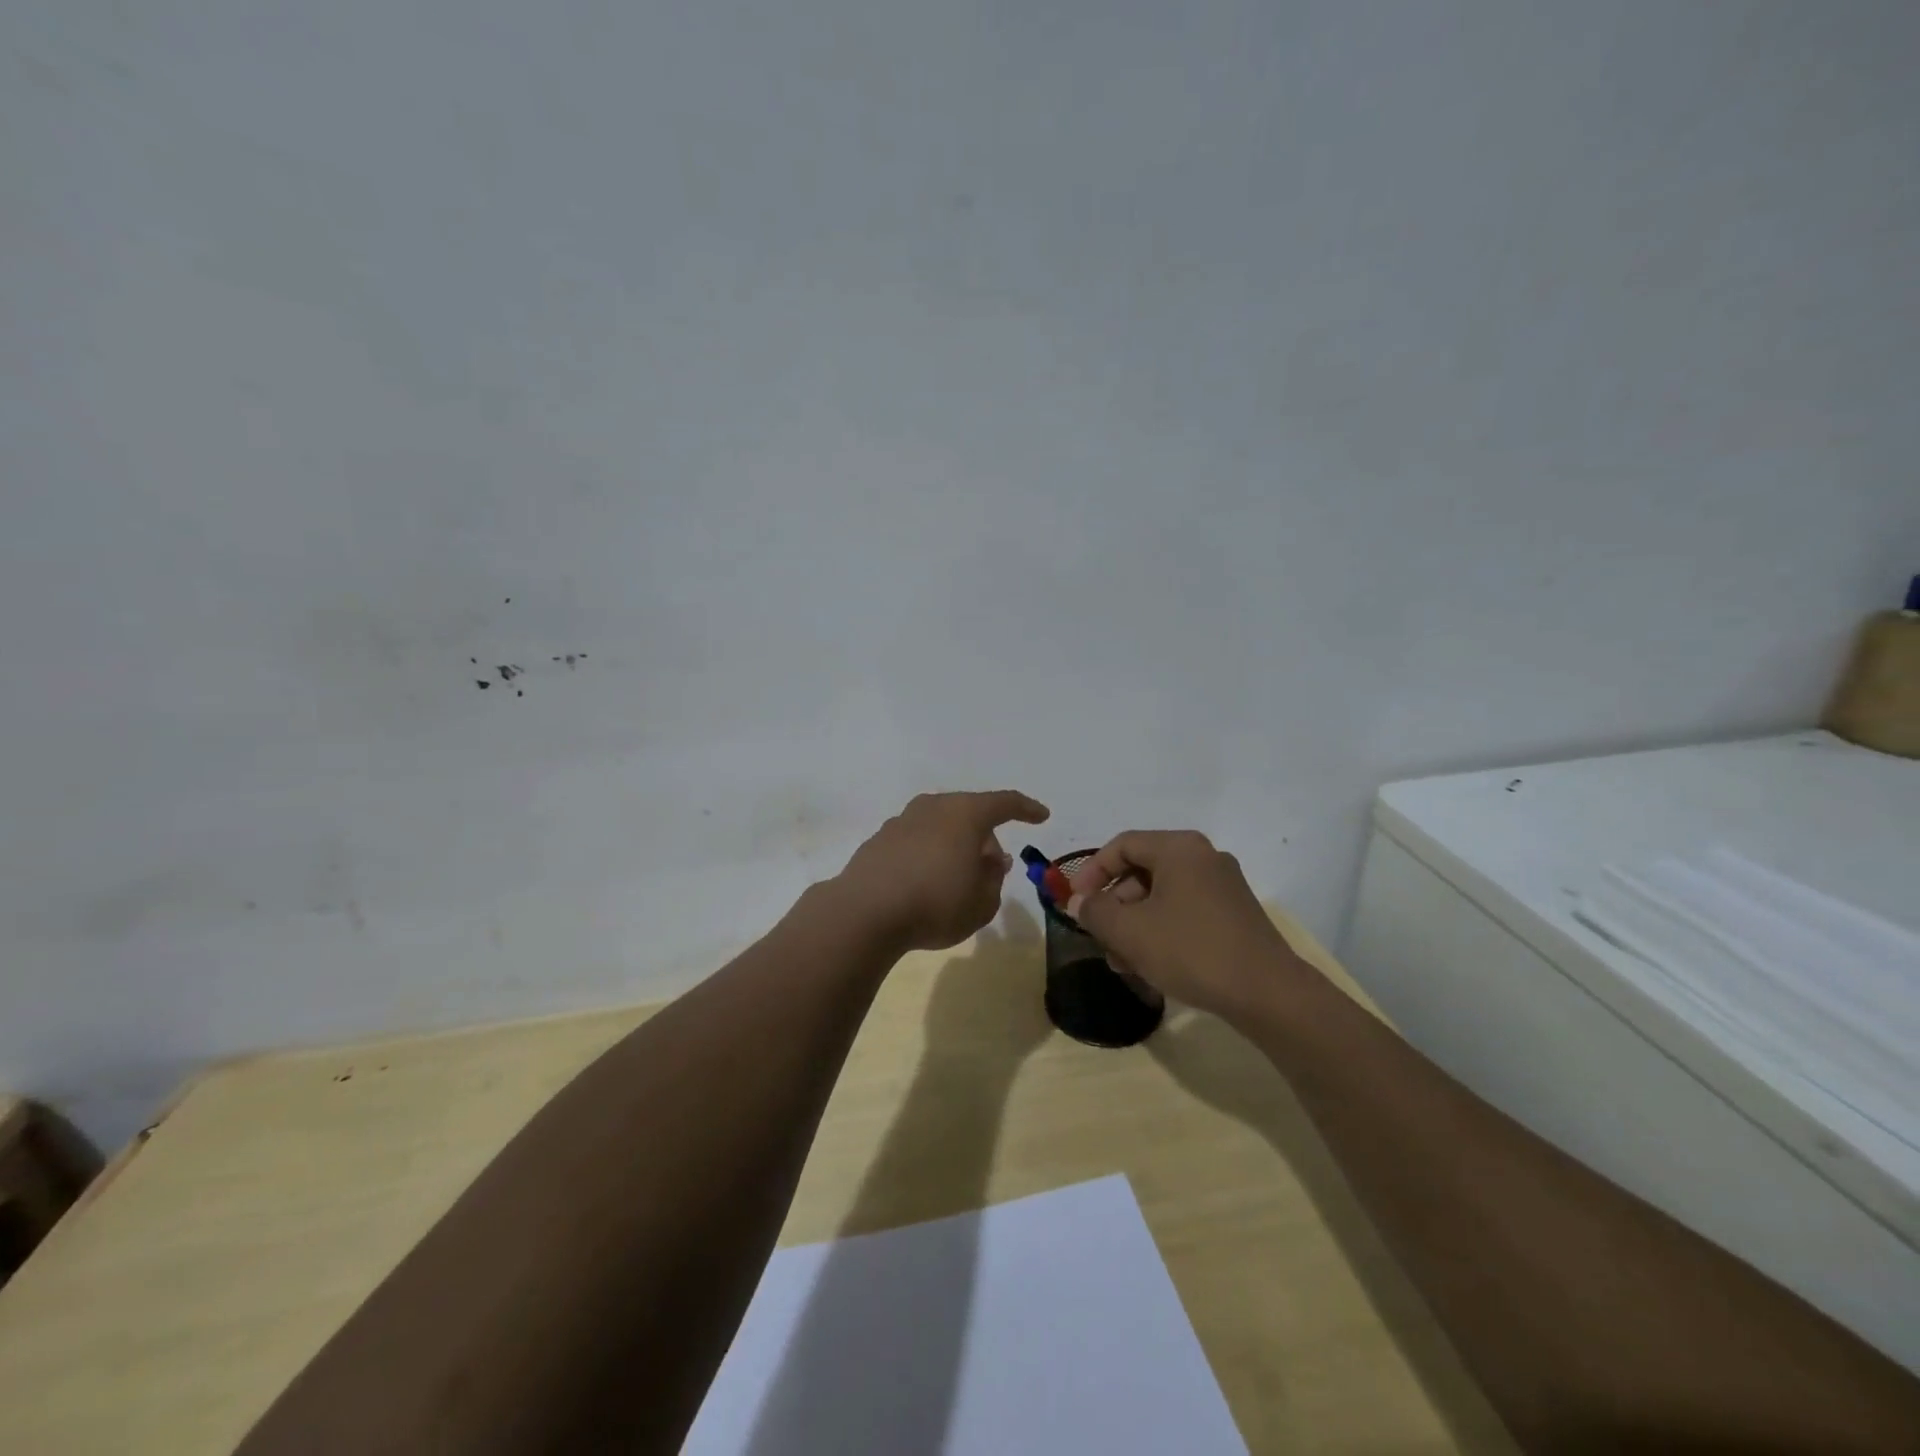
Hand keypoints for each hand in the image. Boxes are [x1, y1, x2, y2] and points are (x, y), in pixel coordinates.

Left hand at [834, 791, 1050, 951]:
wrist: (864, 912)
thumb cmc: (935, 904)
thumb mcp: (982, 903)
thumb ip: (994, 879)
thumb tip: (991, 860)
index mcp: (965, 813)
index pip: (1004, 803)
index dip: (1026, 809)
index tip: (1042, 816)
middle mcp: (933, 807)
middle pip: (969, 812)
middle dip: (986, 836)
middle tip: (993, 865)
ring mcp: (902, 820)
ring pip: (940, 825)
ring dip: (955, 844)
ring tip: (958, 876)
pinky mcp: (879, 840)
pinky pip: (916, 840)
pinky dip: (929, 853)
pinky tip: (926, 881)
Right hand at [1065, 830, 1308, 1022]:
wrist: (1268, 994)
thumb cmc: (1191, 950)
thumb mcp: (1130, 931)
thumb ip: (1095, 911)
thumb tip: (1078, 902)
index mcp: (1179, 848)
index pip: (1122, 845)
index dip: (1091, 872)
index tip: (1075, 902)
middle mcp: (1203, 857)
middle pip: (1142, 870)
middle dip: (1113, 904)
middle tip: (1098, 935)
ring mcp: (1223, 886)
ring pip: (1162, 895)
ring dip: (1134, 923)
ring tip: (1120, 961)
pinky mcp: (1234, 914)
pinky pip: (1184, 911)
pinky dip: (1160, 930)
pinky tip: (1149, 965)